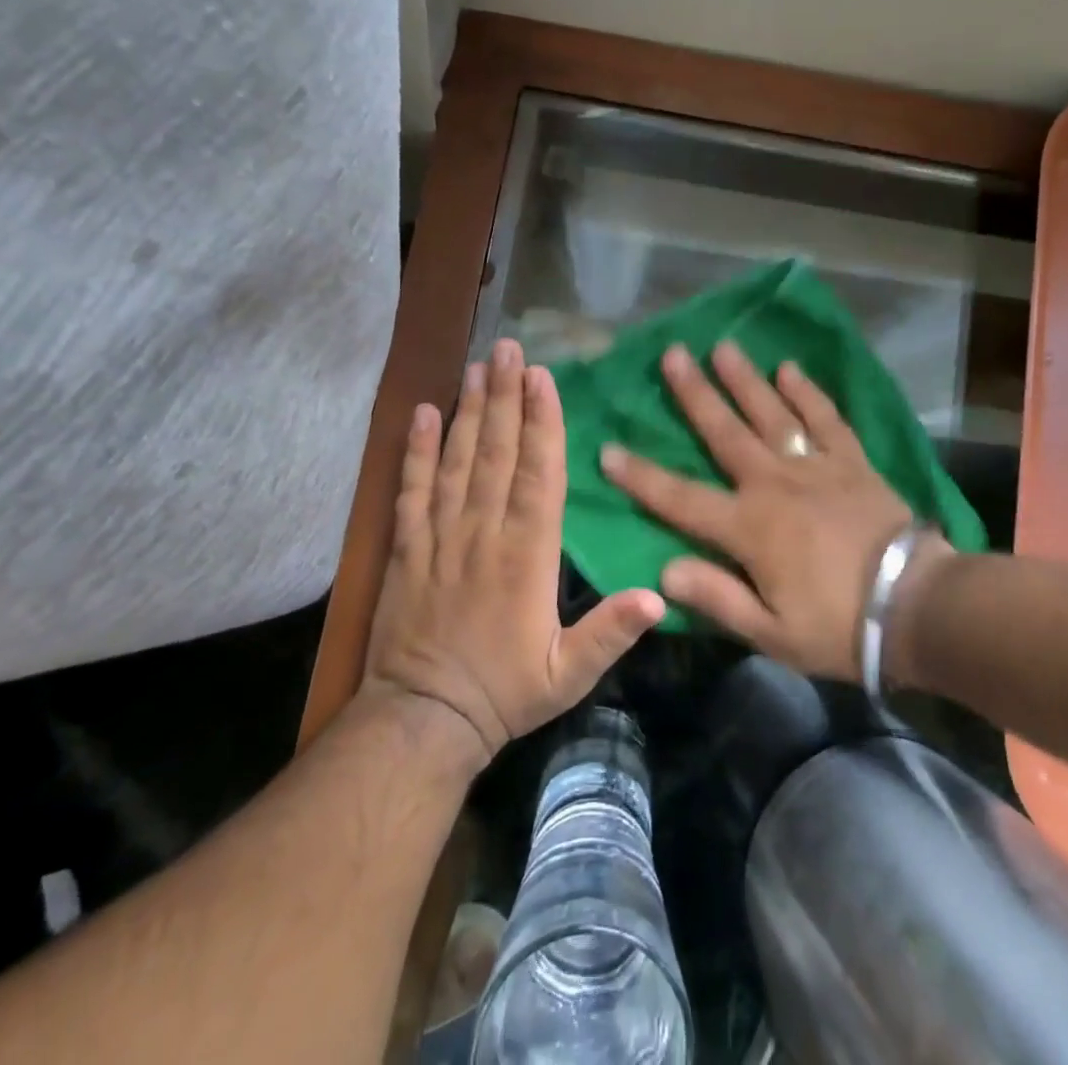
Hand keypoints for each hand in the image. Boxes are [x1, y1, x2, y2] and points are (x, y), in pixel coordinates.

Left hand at [363, 338, 663, 767]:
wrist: (422, 720)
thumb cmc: (505, 693)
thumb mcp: (569, 674)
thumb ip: (611, 633)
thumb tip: (660, 595)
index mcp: (527, 555)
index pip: (537, 475)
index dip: (542, 423)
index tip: (542, 379)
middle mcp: (484, 532)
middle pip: (497, 452)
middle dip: (506, 396)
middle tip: (508, 348)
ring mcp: (440, 535)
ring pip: (457, 460)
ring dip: (469, 410)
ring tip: (477, 365)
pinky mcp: (407, 546)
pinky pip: (412, 489)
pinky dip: (416, 449)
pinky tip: (423, 413)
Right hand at [599, 340, 947, 680]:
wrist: (917, 607)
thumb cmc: (838, 626)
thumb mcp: (771, 631)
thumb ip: (717, 597)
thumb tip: (663, 570)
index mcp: (748, 527)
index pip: (680, 498)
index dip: (641, 476)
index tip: (608, 449)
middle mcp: (775, 484)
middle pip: (725, 432)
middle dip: (695, 394)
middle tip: (673, 354)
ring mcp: (816, 467)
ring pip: (772, 414)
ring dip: (745, 379)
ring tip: (723, 346)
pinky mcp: (852, 462)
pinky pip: (826, 419)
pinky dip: (808, 393)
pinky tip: (790, 369)